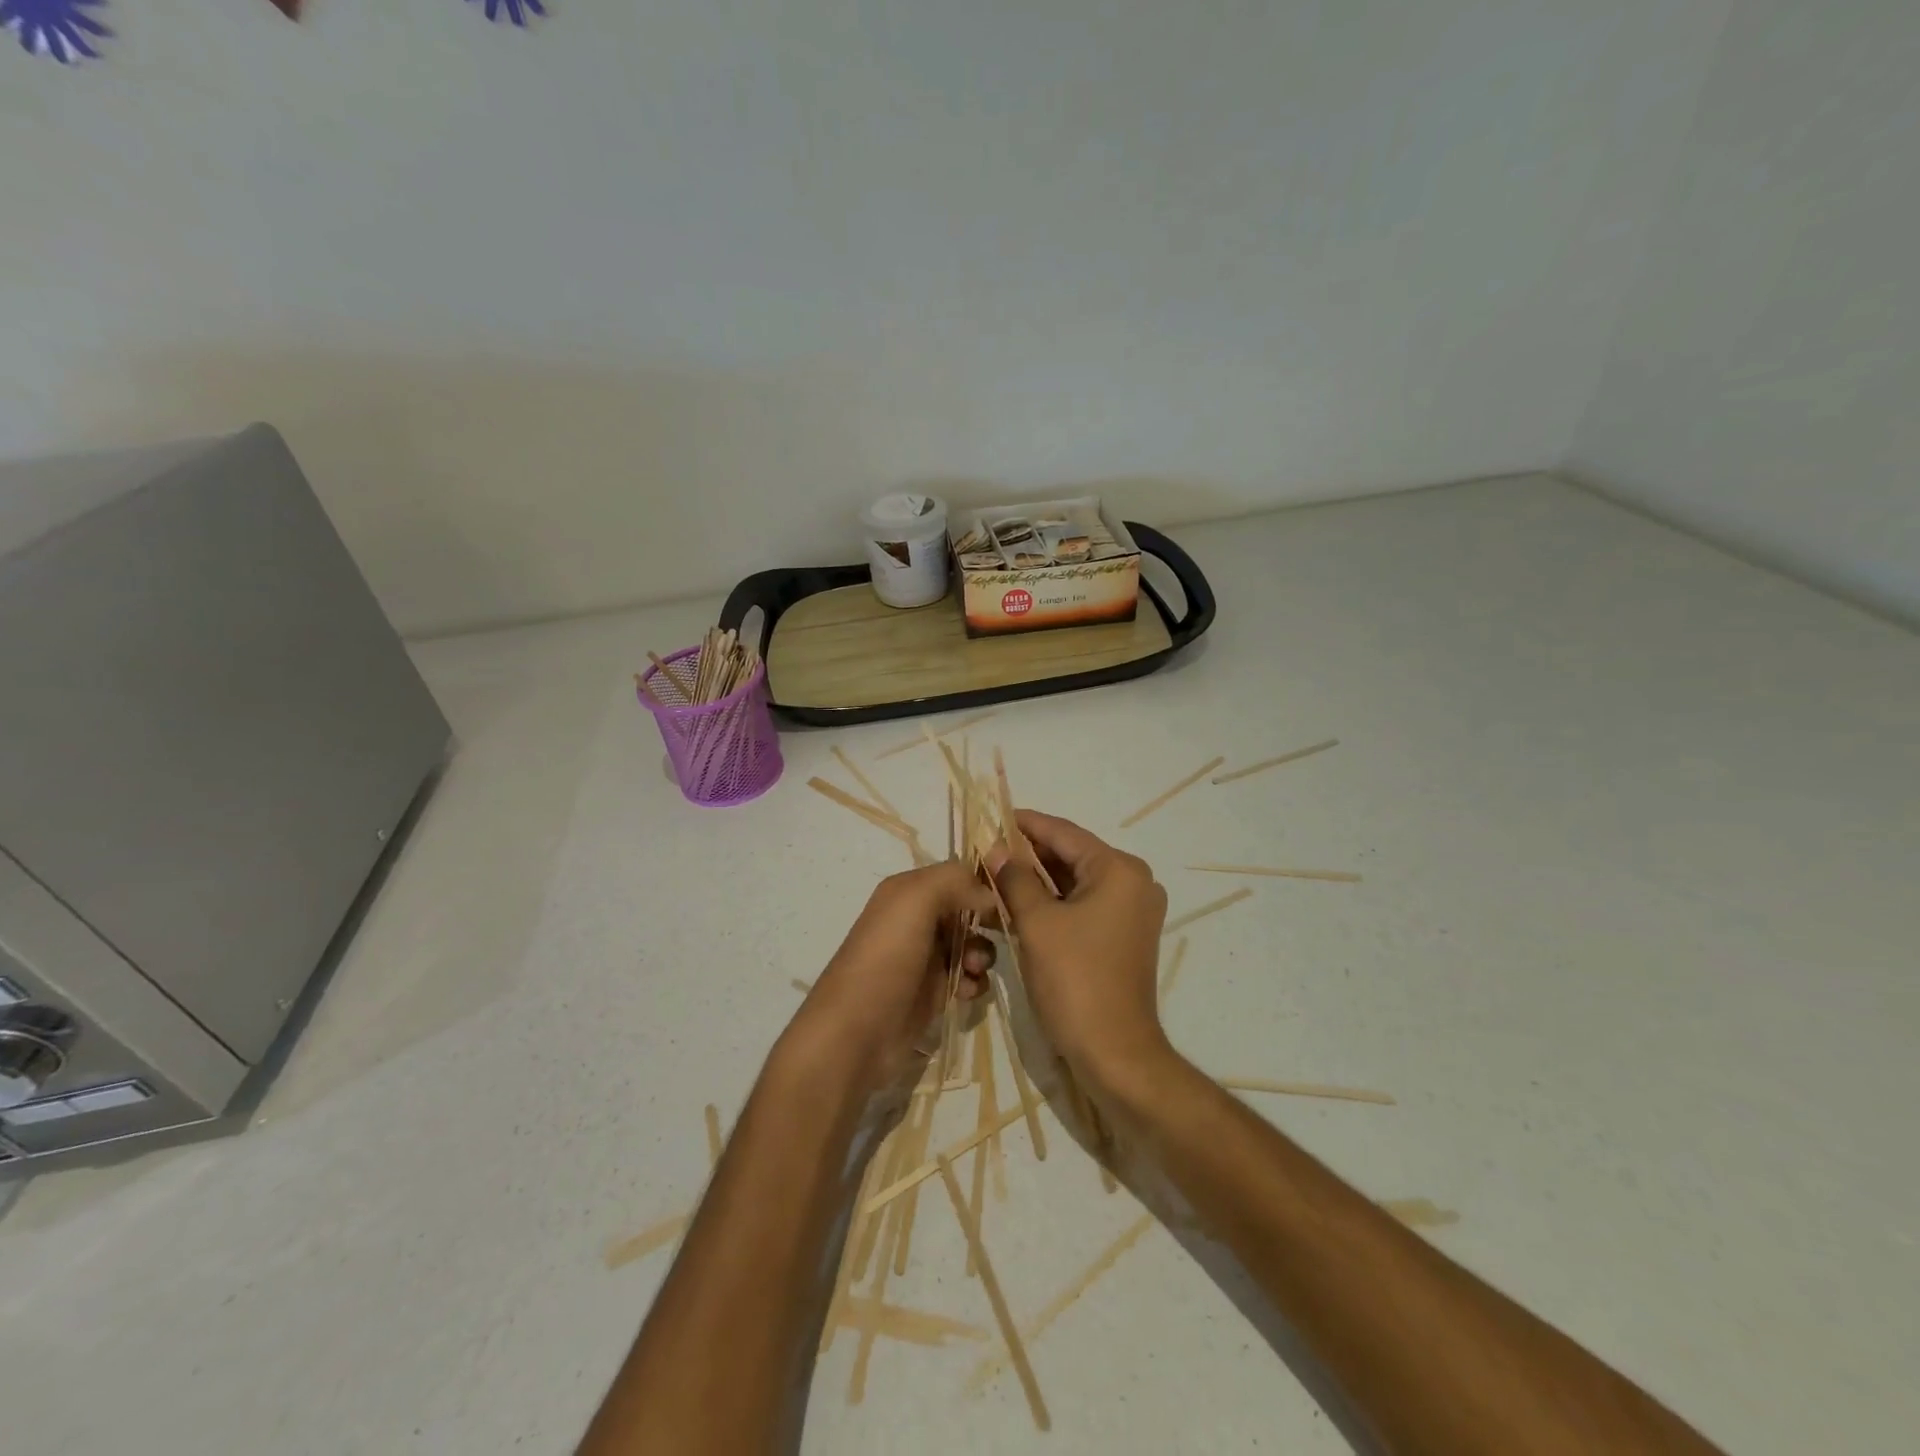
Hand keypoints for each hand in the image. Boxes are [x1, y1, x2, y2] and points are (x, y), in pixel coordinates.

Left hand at [795, 862, 998, 1093]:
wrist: (855, 1034)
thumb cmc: (885, 959)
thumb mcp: (914, 901)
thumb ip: (953, 882)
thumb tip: (988, 897)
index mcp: (907, 891)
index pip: (956, 875)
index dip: (983, 884)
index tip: (1007, 900)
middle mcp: (915, 919)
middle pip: (967, 909)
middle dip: (986, 922)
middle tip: (997, 936)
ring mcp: (924, 957)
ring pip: (971, 944)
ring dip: (982, 954)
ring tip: (973, 970)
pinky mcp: (932, 992)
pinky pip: (967, 977)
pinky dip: (974, 982)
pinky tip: (968, 992)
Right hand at [987, 811, 1169, 1092]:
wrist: (1114, 1053)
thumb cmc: (1075, 980)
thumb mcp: (1037, 923)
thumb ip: (1015, 879)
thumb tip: (997, 850)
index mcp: (1118, 870)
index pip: (1064, 833)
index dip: (1025, 823)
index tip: (991, 816)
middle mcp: (1132, 882)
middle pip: (1071, 855)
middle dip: (1027, 853)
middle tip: (985, 849)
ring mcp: (1130, 911)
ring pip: (1074, 882)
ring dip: (1036, 879)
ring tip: (993, 872)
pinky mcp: (1121, 935)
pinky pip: (1081, 905)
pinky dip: (1051, 902)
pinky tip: (1016, 901)